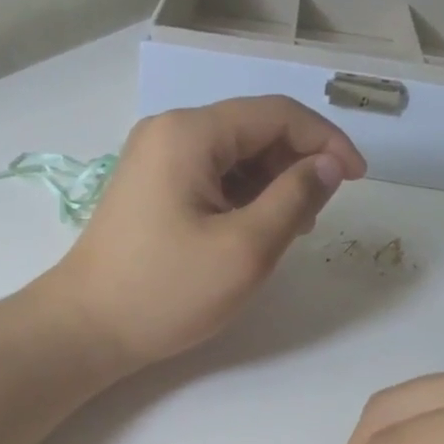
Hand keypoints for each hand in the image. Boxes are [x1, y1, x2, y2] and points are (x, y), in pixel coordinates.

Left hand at [44, 97, 365, 367]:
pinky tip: (254, 229)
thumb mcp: (245, 248)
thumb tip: (328, 165)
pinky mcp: (151, 185)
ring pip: (235, 154)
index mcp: (189, 133)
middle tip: (317, 215)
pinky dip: (243, 195)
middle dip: (297, 163)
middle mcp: (169, 131)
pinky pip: (211, 174)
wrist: (85, 329)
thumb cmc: (166, 291)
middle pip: (254, 129)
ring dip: (272, 182)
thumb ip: (295, 197)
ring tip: (289, 229)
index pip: (276, 113)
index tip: (357, 179)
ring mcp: (155, 157)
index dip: (326, 140)